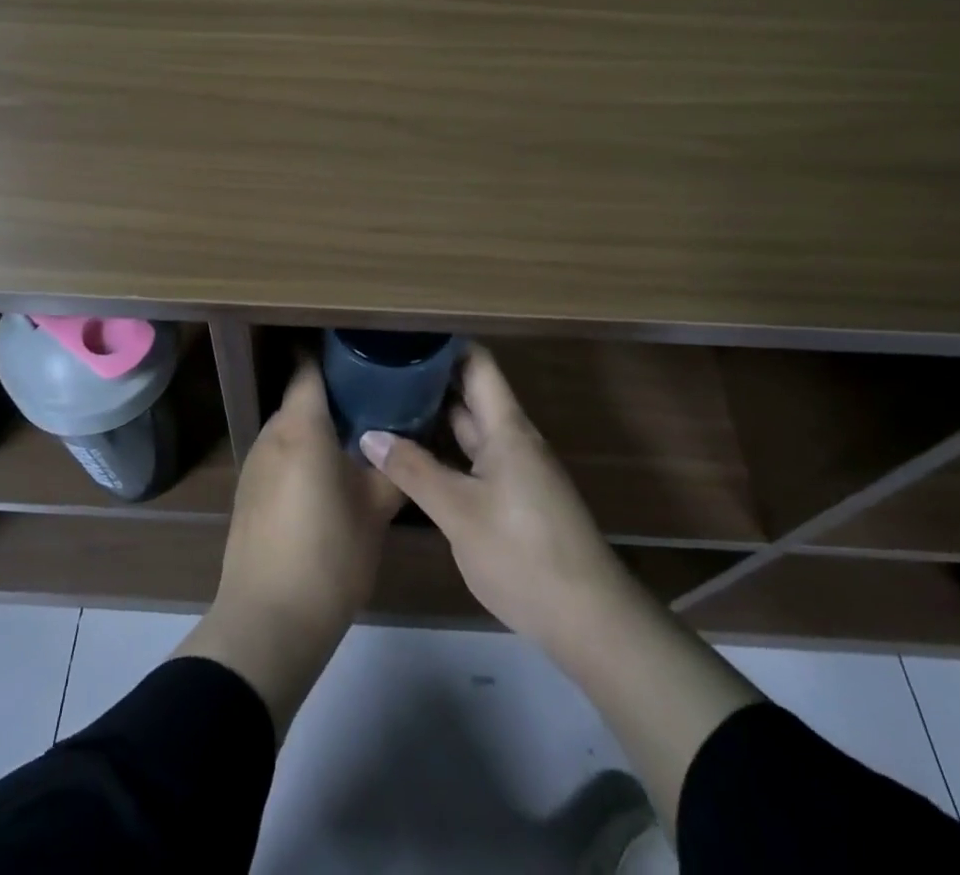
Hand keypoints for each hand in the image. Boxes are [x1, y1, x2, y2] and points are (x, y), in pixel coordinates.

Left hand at [176, 360, 401, 731]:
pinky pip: (279, 455)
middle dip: (334, 395)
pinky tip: (327, 479)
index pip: (309, 367)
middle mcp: (271, 434)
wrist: (269, 621)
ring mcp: (254, 463)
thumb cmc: (329, 555)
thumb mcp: (375, 510)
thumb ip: (392, 468)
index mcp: (300, 426)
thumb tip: (407, 442)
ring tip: (357, 439)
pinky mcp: (248, 492)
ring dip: (318, 428)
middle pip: (301, 397)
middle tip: (375, 401)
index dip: (333, 354)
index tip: (363, 354)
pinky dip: (302, 454)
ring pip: (290, 428)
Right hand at [359, 344, 626, 661]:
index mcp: (507, 428)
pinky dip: (444, 453)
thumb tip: (369, 434)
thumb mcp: (459, 513)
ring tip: (385, 408)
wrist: (591, 622)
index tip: (403, 337)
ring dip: (433, 419)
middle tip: (378, 373)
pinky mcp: (514, 500)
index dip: (443, 345)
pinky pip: (474, 461)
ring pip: (470, 431)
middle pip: (470, 394)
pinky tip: (413, 460)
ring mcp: (515, 471)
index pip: (476, 363)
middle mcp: (513, 440)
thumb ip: (414, 471)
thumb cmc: (524, 554)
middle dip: (428, 381)